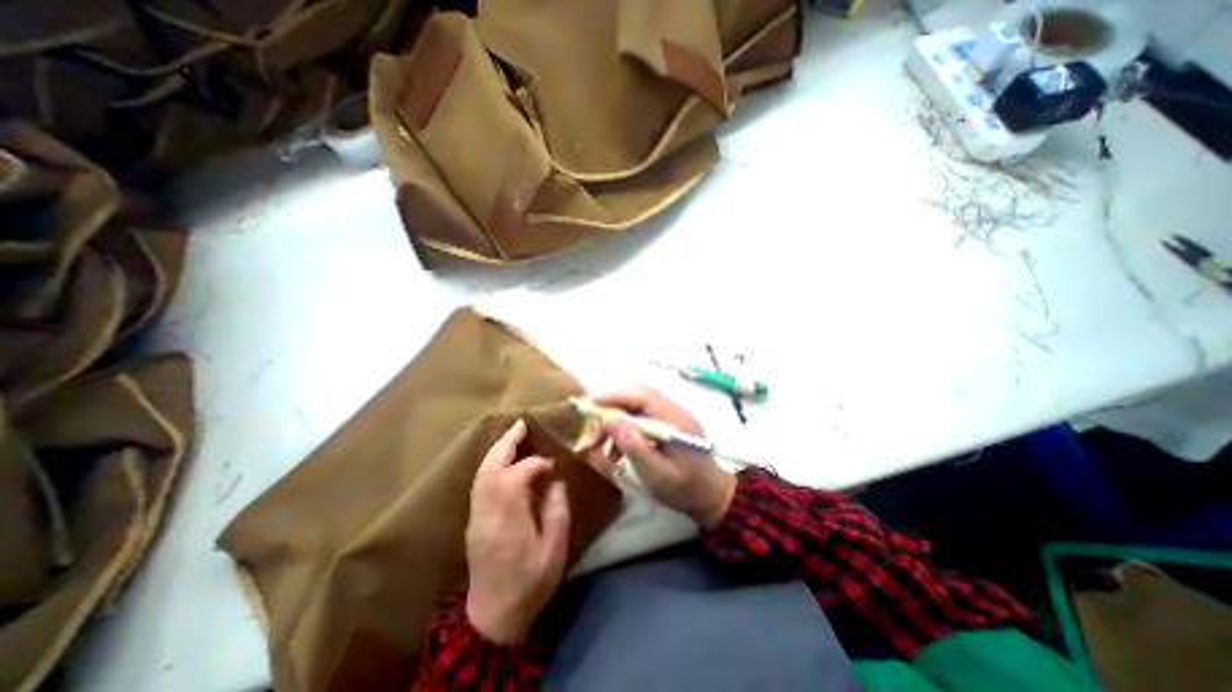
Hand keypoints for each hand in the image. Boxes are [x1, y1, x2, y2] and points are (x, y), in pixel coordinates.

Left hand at [467, 420, 573, 645]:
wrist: (493, 616)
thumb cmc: (530, 583)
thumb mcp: (554, 551)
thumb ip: (556, 511)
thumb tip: (555, 481)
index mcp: (508, 520)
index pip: (517, 477)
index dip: (535, 464)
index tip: (552, 463)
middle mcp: (487, 512)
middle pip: (491, 468)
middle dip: (506, 443)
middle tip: (521, 424)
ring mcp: (476, 515)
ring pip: (482, 473)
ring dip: (497, 450)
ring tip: (513, 434)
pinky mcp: (474, 519)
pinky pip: (480, 482)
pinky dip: (491, 464)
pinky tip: (503, 458)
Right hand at [594, 383, 734, 530]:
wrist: (712, 496)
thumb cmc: (685, 489)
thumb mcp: (657, 475)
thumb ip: (635, 446)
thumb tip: (610, 418)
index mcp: (674, 419)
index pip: (641, 395)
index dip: (613, 395)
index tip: (588, 404)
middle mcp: (673, 410)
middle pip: (636, 394)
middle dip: (609, 405)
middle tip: (589, 425)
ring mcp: (670, 414)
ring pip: (635, 404)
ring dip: (614, 418)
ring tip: (598, 443)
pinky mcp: (666, 422)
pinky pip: (640, 415)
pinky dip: (623, 428)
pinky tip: (614, 450)